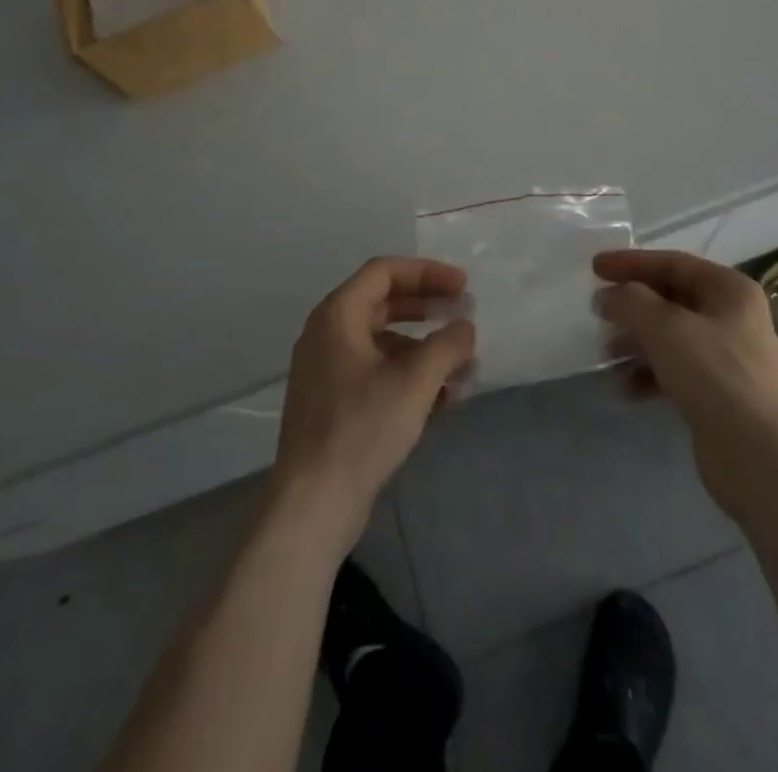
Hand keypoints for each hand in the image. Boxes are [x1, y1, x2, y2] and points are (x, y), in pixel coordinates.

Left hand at [272, 257, 475, 547]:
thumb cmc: (362, 429)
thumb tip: (465, 327)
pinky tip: (443, 398)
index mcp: (338, 316)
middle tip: (465, 316)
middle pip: (385, 303)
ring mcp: (329, 370)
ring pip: (385, 342)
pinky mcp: (335, 403)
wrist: (313, 505)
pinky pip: (377, 372)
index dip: (428, 272)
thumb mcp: (415, 382)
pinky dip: (410, 375)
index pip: (385, 272)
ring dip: (425, 348)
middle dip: (429, 308)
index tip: (463, 286)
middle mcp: (328, 334)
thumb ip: (447, 345)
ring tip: (463, 367)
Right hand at [593, 249, 777, 517]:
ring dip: (637, 342)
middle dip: (633, 306)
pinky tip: (626, 389)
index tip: (595, 267)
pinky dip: (650, 374)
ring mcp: (728, 357)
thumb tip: (607, 297)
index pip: (674, 263)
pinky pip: (676, 371)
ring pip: (672, 337)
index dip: (632, 262)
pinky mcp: (720, 394)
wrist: (760, 457)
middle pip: (672, 299)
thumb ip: (631, 302)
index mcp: (730, 290)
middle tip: (598, 312)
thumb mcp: (666, 328)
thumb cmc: (715, 375)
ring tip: (606, 354)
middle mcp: (733, 317)